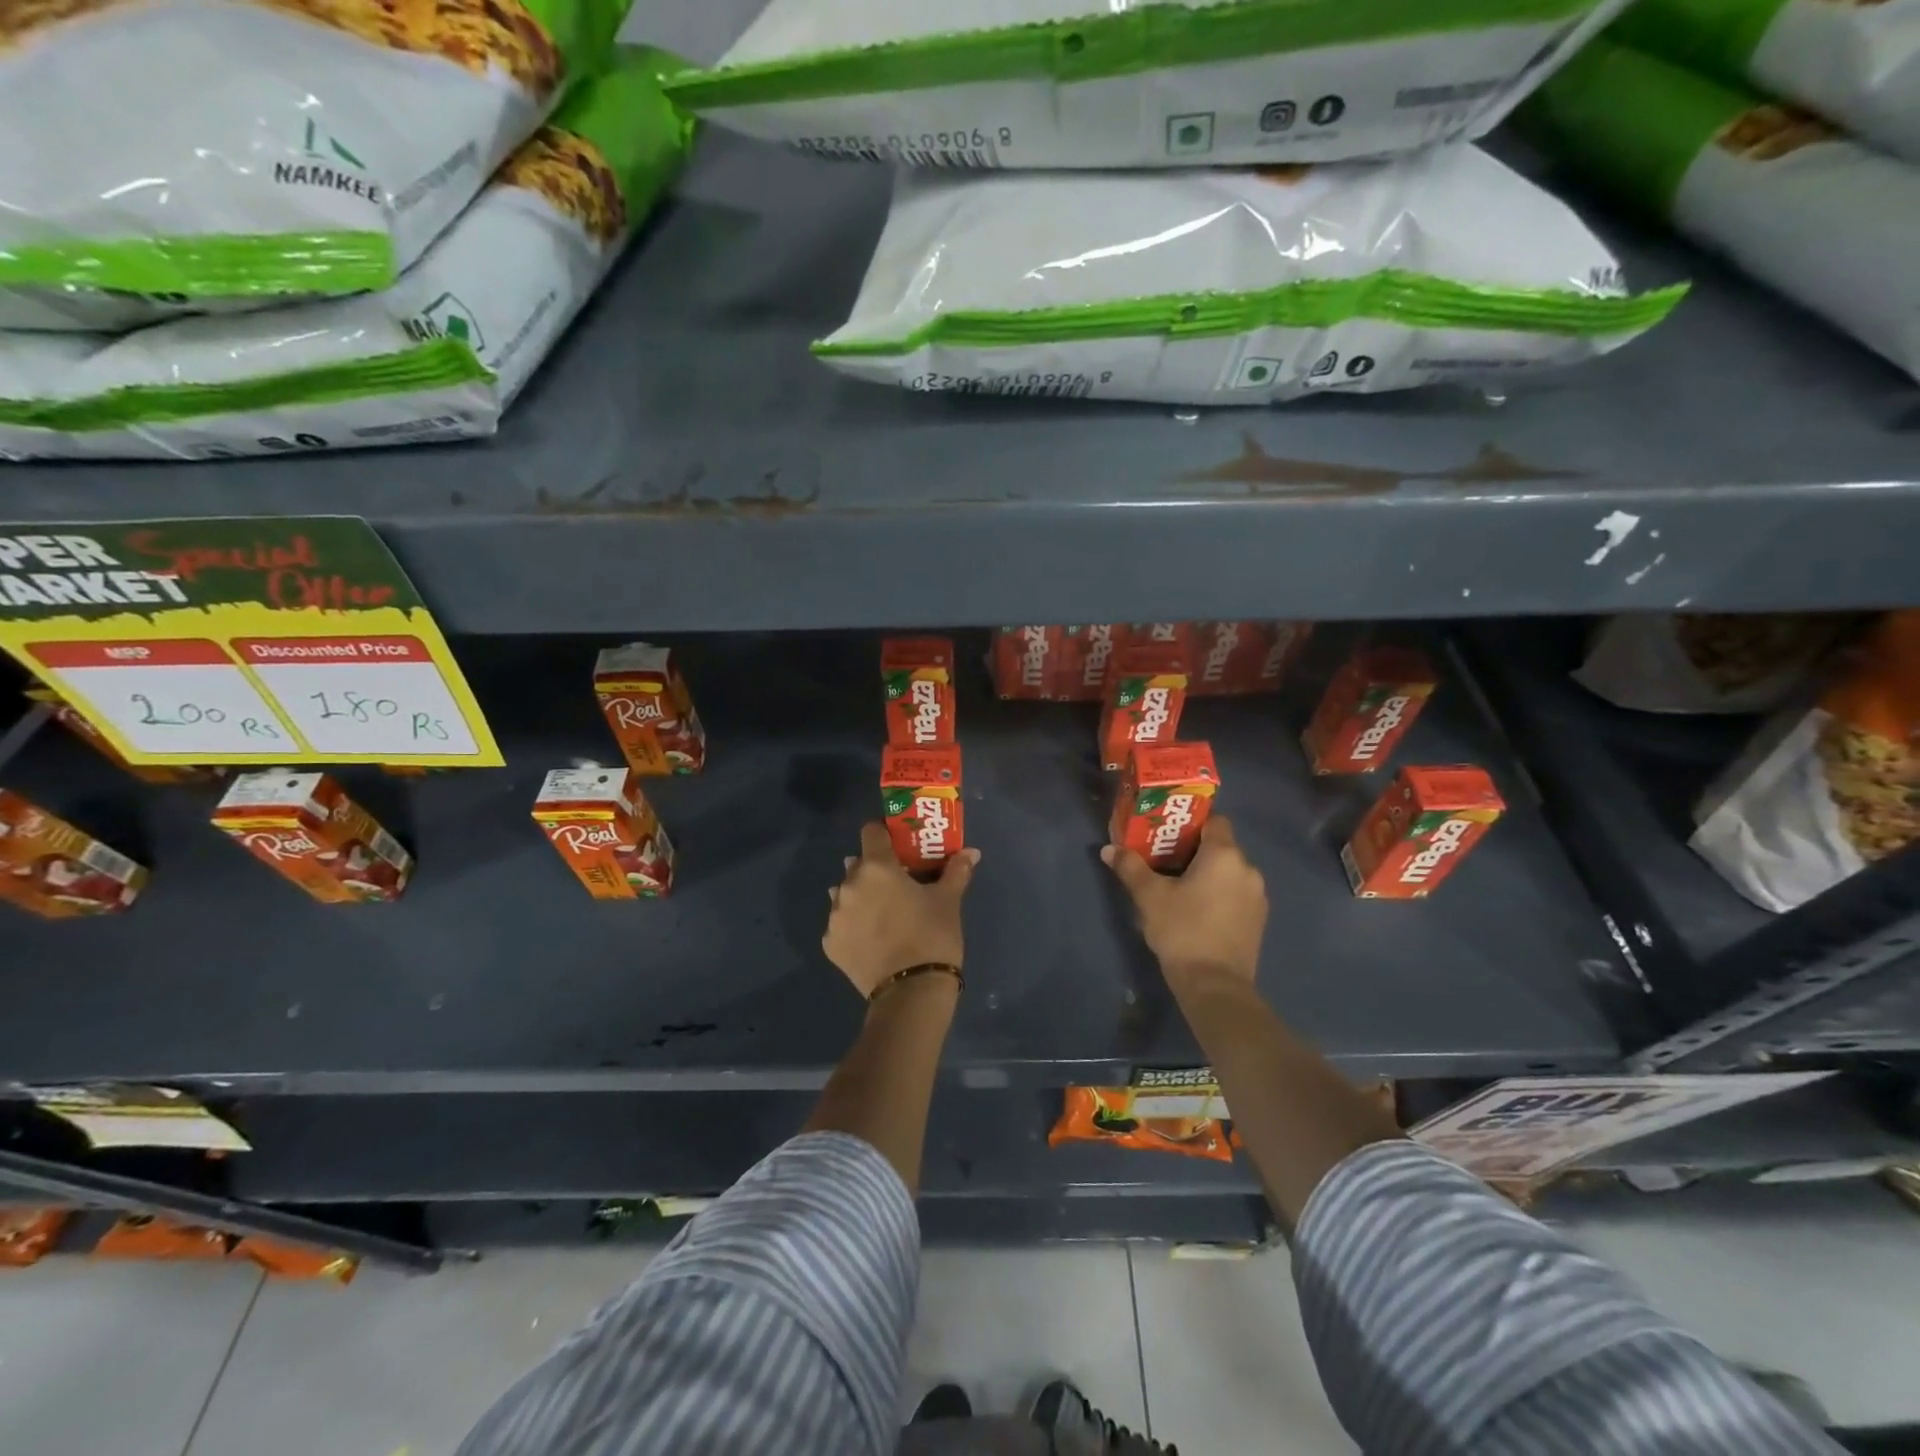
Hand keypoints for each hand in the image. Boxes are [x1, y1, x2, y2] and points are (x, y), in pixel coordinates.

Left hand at [823, 822, 979, 997]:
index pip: (871, 831)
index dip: (885, 834)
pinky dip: (854, 926)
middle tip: (898, 885)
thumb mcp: (949, 900)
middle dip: (875, 870)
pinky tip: (874, 940)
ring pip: (846, 894)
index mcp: (876, 867)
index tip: (899, 847)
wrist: (911, 992)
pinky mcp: (830, 943)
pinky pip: (841, 924)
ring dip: (861, 897)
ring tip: (884, 915)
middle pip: (858, 865)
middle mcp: (848, 885)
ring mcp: (835, 916)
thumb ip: (956, 870)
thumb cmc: (933, 936)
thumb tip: (971, 852)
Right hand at [1102, 816, 1266, 988]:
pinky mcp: (1258, 921)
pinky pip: (1236, 894)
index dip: (1191, 823)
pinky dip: (1219, 894)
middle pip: (1221, 847)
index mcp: (1225, 855)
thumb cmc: (1182, 930)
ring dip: (1207, 874)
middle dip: (1194, 850)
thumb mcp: (1149, 896)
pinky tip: (1196, 911)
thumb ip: (1130, 867)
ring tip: (1178, 887)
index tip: (1167, 833)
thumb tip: (1108, 849)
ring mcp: (1257, 897)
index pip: (1214, 820)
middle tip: (1163, 859)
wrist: (1215, 985)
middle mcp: (1248, 870)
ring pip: (1229, 872)